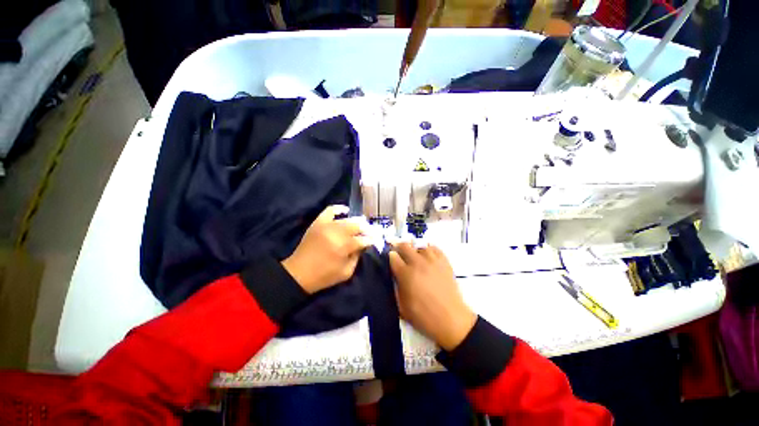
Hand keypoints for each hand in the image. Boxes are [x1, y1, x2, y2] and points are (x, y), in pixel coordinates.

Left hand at [282, 205, 371, 293]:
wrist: (299, 273)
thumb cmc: (324, 276)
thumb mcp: (346, 272)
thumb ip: (357, 257)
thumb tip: (363, 245)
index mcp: (344, 246)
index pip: (364, 239)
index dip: (372, 240)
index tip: (375, 240)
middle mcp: (337, 233)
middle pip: (358, 225)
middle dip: (367, 229)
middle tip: (369, 233)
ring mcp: (327, 225)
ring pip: (347, 219)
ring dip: (357, 222)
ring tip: (360, 225)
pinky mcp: (318, 223)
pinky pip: (330, 210)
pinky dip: (339, 209)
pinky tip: (345, 211)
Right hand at [389, 243, 476, 350]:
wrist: (451, 320)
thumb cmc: (424, 316)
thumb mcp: (402, 307)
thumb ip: (395, 288)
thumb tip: (394, 275)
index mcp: (406, 274)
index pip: (393, 256)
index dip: (390, 257)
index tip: (391, 260)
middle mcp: (418, 263)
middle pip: (405, 246)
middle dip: (399, 248)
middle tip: (400, 255)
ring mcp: (432, 261)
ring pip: (420, 246)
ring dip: (415, 251)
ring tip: (415, 258)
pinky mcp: (444, 262)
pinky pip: (435, 248)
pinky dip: (429, 250)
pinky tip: (428, 257)